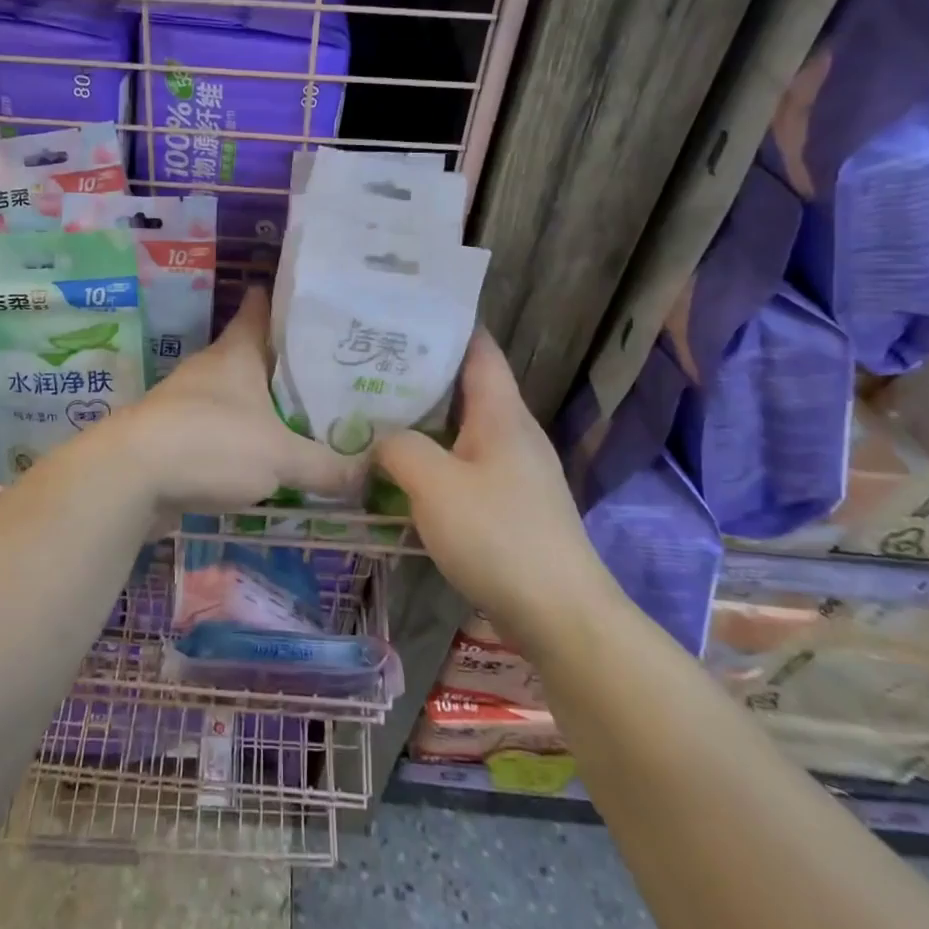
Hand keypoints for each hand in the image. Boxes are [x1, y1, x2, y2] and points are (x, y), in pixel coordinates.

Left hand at [106, 286, 360, 511]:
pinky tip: (263, 456)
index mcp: (236, 353)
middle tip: (329, 369)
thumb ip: (327, 466)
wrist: (129, 477)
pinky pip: (218, 428)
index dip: (285, 300)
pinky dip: (241, 436)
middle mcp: (210, 368)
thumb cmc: (210, 444)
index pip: (261, 308)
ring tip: (304, 414)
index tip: (315, 300)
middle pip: (252, 353)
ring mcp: (186, 401)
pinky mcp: (173, 435)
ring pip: (235, 393)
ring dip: (262, 402)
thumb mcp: (280, 457)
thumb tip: (370, 474)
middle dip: (285, 360)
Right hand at [376, 329, 619, 638]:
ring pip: (461, 427)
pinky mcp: (510, 503)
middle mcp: (512, 432)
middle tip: (366, 364)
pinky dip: (432, 456)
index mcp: (501, 412)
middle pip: (464, 385)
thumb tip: (381, 439)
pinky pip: (464, 463)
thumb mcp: (434, 484)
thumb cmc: (498, 536)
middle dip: (418, 373)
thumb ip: (399, 448)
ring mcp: (514, 469)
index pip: (477, 347)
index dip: (444, 324)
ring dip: (422, 419)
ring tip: (373, 411)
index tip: (399, 313)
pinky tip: (401, 469)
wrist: (561, 615)